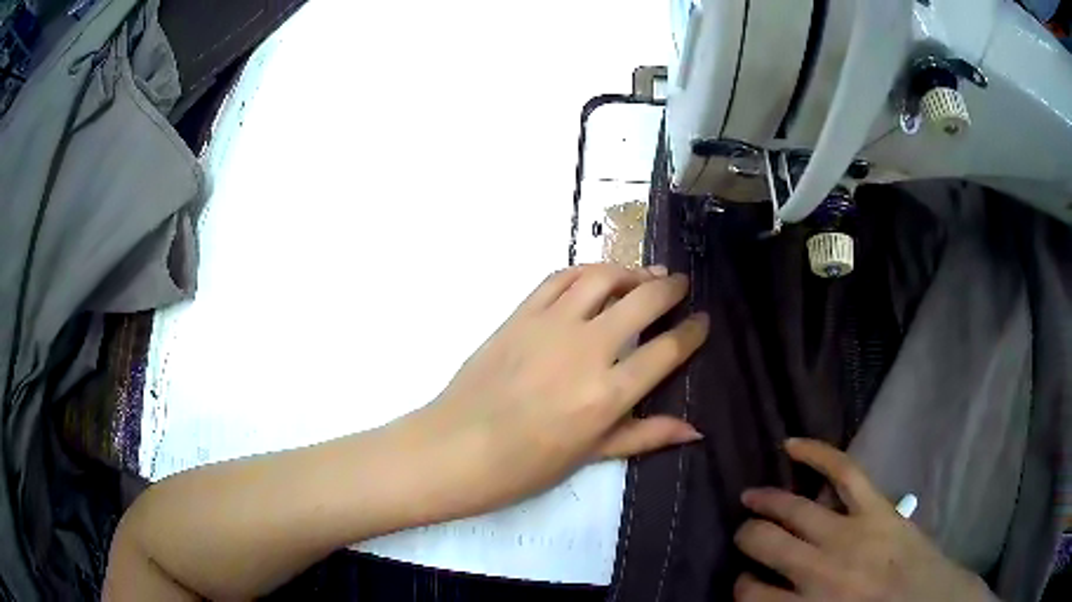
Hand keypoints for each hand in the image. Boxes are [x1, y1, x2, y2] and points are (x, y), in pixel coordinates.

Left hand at [406, 264, 708, 516]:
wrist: (456, 448)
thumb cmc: (524, 466)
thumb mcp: (590, 456)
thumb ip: (645, 436)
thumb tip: (695, 430)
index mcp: (608, 394)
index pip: (666, 350)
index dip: (692, 332)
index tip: (702, 321)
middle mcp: (586, 350)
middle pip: (642, 301)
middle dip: (670, 288)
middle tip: (681, 284)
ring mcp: (550, 326)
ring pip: (601, 278)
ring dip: (630, 271)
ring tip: (644, 275)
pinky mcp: (520, 314)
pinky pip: (558, 278)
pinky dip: (585, 272)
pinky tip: (596, 278)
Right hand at [734, 439, 994, 601]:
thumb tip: (762, 599)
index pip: (749, 594)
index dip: (741, 586)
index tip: (746, 582)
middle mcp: (820, 571)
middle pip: (764, 543)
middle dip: (746, 538)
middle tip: (745, 536)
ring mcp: (850, 533)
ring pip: (793, 508)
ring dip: (765, 501)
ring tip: (751, 498)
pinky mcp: (877, 507)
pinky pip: (843, 471)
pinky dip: (816, 453)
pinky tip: (790, 444)